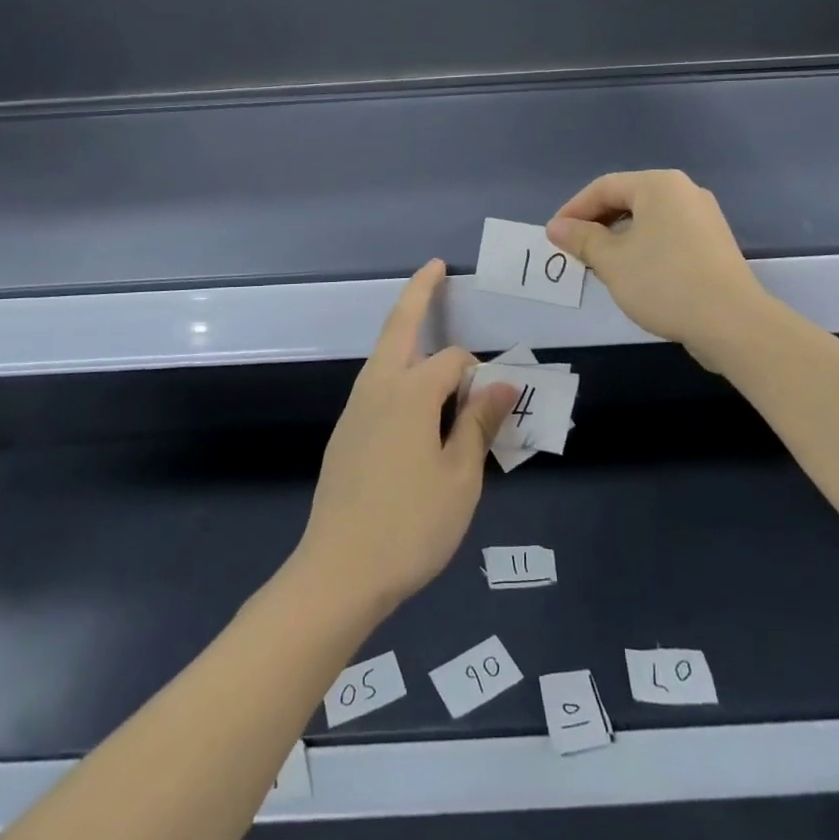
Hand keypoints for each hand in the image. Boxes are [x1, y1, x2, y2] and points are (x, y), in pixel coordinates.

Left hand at [294, 260, 516, 615]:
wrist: (337, 573)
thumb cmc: (410, 525)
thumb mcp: (460, 478)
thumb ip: (478, 423)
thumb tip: (501, 383)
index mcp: (410, 392)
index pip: (453, 361)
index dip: (478, 374)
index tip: (496, 403)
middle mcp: (377, 387)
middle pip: (398, 326)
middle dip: (418, 293)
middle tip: (434, 267)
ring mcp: (355, 409)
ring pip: (383, 354)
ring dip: (405, 333)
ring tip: (428, 328)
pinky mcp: (345, 433)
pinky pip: (377, 385)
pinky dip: (398, 371)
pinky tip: (413, 401)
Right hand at [547, 169, 771, 369]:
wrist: (732, 322)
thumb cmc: (663, 282)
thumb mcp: (611, 261)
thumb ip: (581, 239)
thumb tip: (555, 227)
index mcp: (659, 185)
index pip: (604, 187)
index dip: (574, 210)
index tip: (554, 236)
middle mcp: (684, 191)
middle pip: (627, 199)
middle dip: (596, 224)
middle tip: (574, 251)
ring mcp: (703, 217)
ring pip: (648, 219)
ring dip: (618, 238)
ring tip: (599, 265)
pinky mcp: (713, 243)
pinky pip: (667, 235)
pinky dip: (643, 247)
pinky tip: (634, 274)